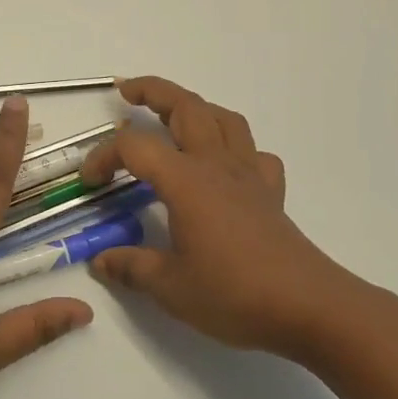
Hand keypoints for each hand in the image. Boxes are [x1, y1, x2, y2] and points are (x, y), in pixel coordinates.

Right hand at [80, 76, 373, 359]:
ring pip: (225, 119)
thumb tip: (101, 261)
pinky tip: (224, 167)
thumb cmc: (234, 294)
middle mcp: (217, 166)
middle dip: (154, 91)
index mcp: (186, 181)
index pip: (135, 147)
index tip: (89, 181)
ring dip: (196, 108)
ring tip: (174, 119)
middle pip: (187, 107)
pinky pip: (254, 154)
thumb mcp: (170, 287)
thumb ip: (131, 267)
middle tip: (127, 92)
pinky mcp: (270, 194)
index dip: (104, 156)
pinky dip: (235, 148)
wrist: (309, 307)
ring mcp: (248, 176)